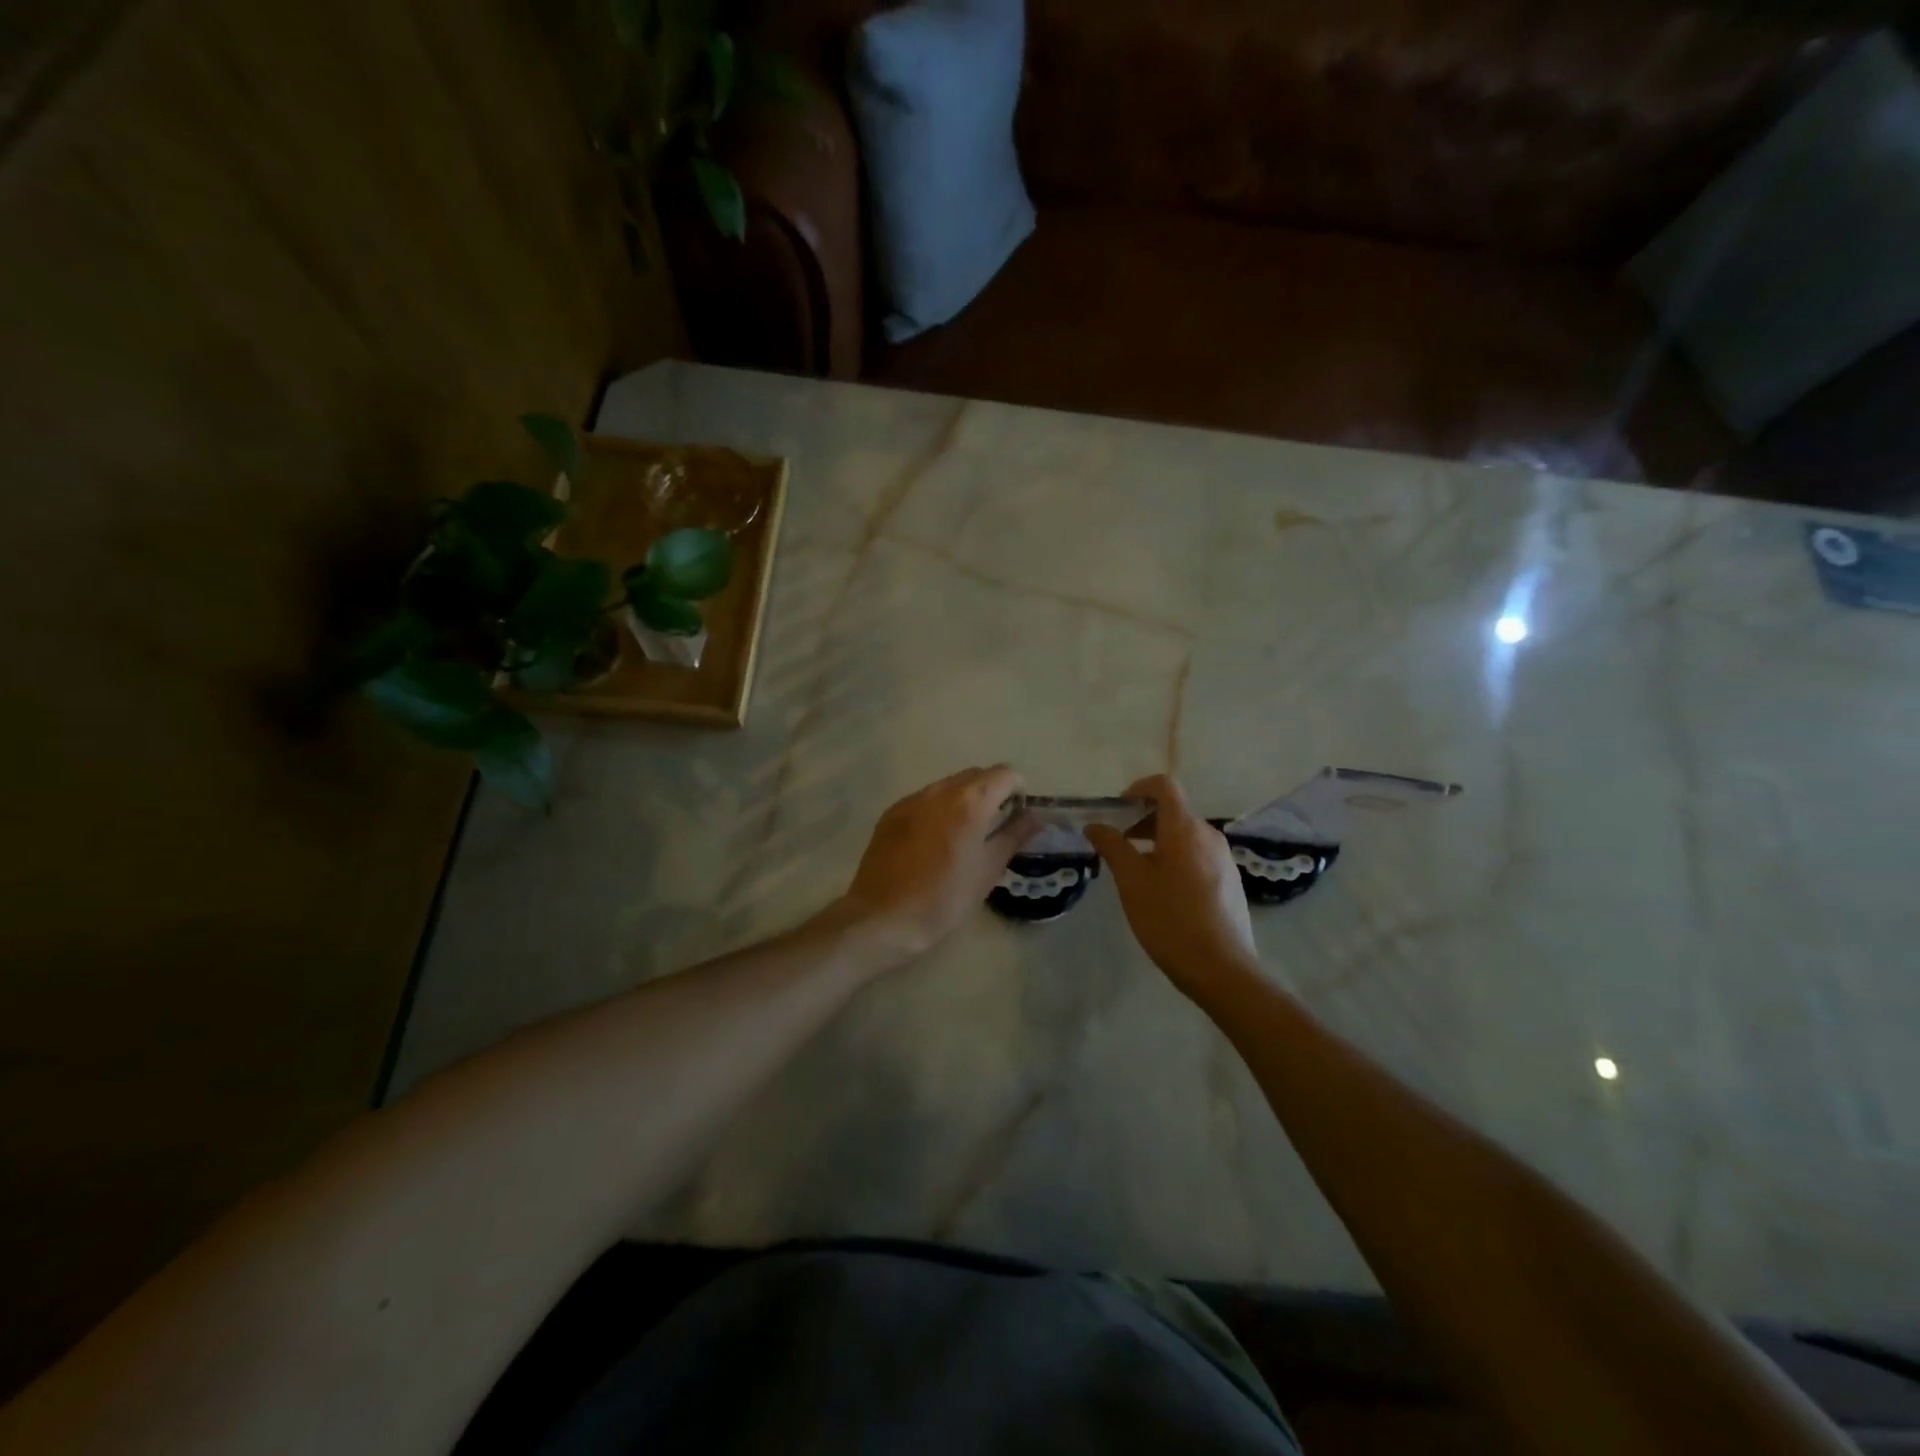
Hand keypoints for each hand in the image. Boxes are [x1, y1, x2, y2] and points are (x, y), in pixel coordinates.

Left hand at [840, 765, 1038, 961]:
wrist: (883, 917)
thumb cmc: (944, 898)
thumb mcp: (988, 870)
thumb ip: (1013, 836)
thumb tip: (1033, 816)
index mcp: (969, 801)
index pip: (1005, 774)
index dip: (1017, 791)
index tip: (1016, 817)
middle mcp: (940, 790)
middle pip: (975, 775)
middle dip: (991, 793)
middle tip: (994, 828)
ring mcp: (911, 799)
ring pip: (948, 786)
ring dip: (963, 801)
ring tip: (963, 837)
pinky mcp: (891, 813)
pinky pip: (924, 800)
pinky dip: (938, 811)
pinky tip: (933, 843)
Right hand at [1086, 775, 1258, 1000]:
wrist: (1221, 968)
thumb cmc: (1169, 918)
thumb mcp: (1131, 881)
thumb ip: (1112, 846)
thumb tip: (1095, 825)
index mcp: (1185, 828)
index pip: (1164, 786)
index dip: (1138, 789)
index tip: (1117, 810)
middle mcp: (1209, 835)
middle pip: (1175, 810)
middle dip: (1143, 818)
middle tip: (1118, 843)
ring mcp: (1224, 858)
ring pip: (1186, 834)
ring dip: (1158, 840)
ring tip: (1136, 870)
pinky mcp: (1230, 881)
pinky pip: (1198, 855)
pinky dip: (1175, 857)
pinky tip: (1163, 891)